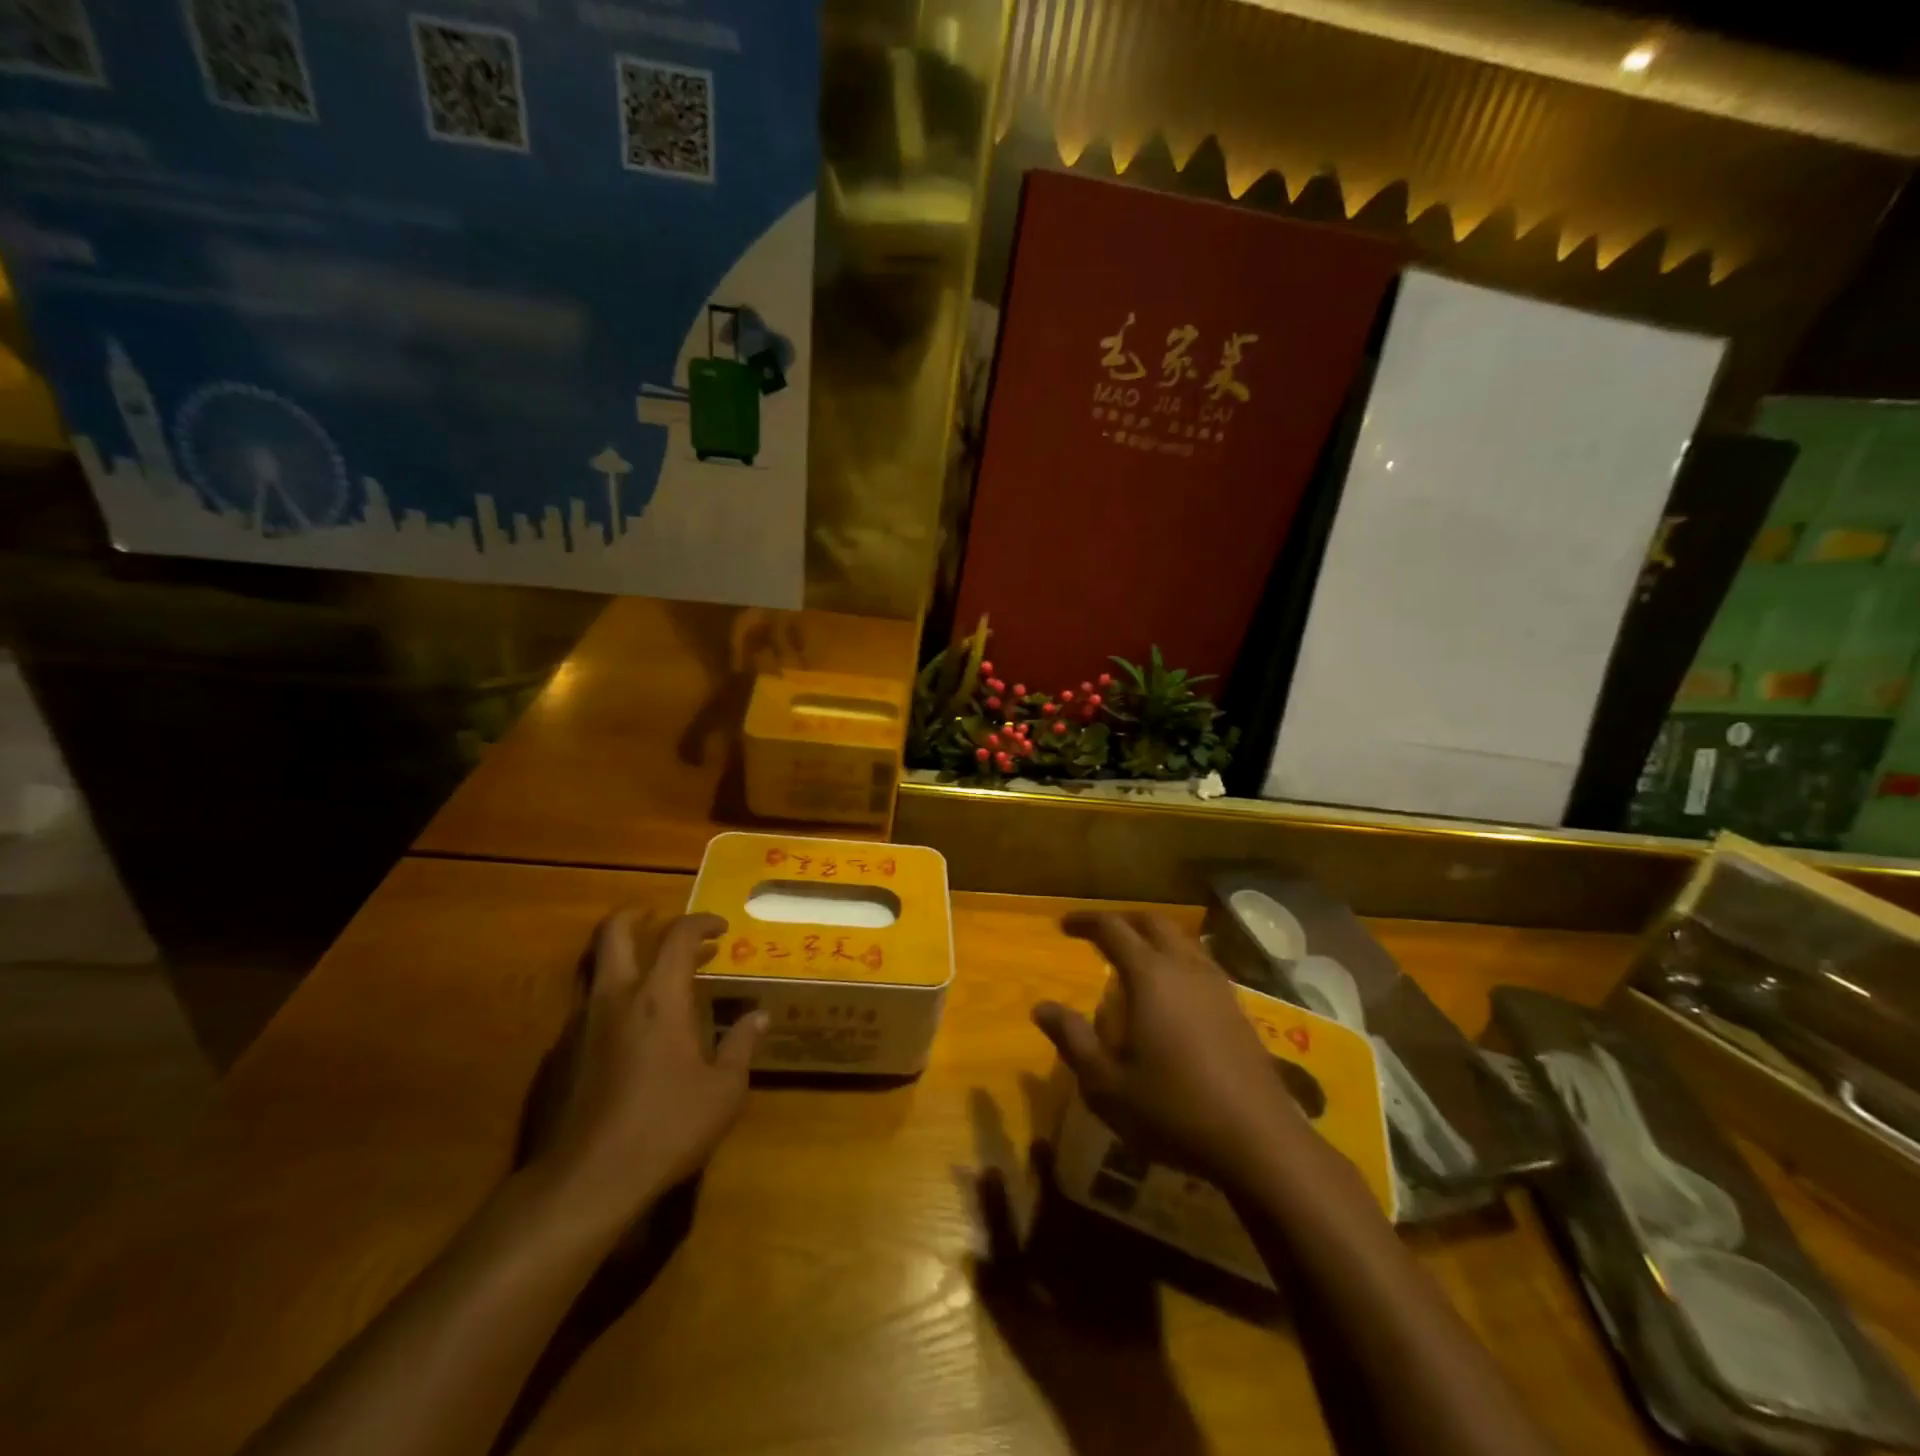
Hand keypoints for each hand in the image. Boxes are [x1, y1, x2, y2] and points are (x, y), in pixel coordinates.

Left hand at [531, 911, 764, 1224]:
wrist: (584, 1183)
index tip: (721, 928)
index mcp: (659, 997)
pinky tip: (629, 1032)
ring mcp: (580, 1025)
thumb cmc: (666, 1127)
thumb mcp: (724, 1091)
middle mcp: (615, 998)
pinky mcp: (559, 1056)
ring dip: (622, 957)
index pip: (679, 936)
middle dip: (637, 915)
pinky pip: (586, 1008)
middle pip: (615, 932)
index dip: (701, 922)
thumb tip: (759, 1016)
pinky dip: (610, 1000)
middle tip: (659, 918)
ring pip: (595, 967)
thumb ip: (741, 1045)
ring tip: (651, 974)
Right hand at [1033, 912, 1307, 1191]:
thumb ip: (1073, 1040)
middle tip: (1099, 934)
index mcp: (1150, 976)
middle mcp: (1185, 968)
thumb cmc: (1173, 1110)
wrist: (1259, 1141)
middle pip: (1153, 923)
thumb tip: (1041, 1007)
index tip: (1064, 925)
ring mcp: (1217, 986)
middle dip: (1123, 921)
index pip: (1113, 929)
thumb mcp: (1106, 1084)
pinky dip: (1177, 960)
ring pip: (1182, 940)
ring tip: (1133, 960)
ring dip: (1153, 938)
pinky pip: (1201, 964)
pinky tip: (1172, 993)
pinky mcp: (1238, 1008)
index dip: (1086, 921)